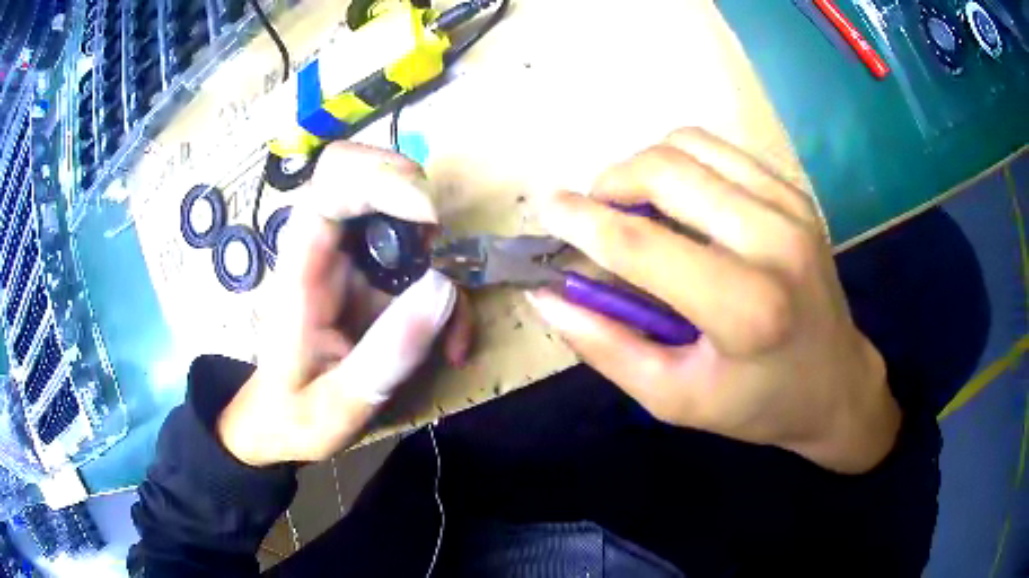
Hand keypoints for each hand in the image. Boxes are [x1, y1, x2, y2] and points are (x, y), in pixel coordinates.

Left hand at [218, 143, 472, 466]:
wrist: (278, 422)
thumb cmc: (293, 416)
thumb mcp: (338, 406)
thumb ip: (386, 354)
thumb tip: (445, 286)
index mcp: (300, 271)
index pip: (330, 186)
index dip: (382, 179)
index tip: (430, 222)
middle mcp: (324, 251)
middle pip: (367, 175)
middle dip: (419, 205)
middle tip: (447, 261)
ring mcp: (350, 261)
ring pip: (402, 216)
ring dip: (442, 261)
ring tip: (454, 332)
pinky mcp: (371, 278)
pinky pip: (417, 259)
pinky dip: (446, 291)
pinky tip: (451, 342)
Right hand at [529, 128, 898, 473]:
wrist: (836, 383)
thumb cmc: (756, 404)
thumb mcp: (673, 398)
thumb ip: (606, 346)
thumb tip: (547, 295)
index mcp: (745, 309)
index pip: (641, 244)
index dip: (580, 220)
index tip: (544, 207)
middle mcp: (773, 241)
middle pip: (664, 170)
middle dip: (609, 183)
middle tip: (595, 216)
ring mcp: (789, 207)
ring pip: (688, 145)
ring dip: (643, 166)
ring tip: (636, 206)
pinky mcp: (794, 194)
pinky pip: (718, 149)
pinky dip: (681, 162)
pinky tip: (679, 199)